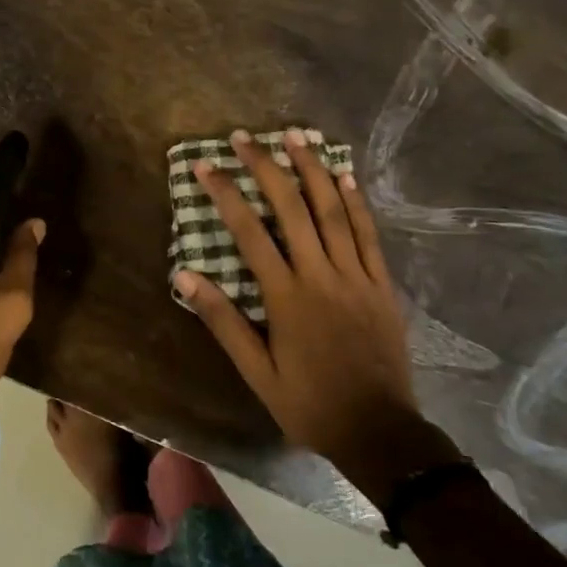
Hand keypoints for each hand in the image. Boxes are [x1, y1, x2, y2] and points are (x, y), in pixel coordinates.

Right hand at [175, 129, 453, 501]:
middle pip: (292, 208)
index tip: (205, 166)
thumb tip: (185, 275)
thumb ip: (223, 321)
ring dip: (313, 169)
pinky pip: (368, 233)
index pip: (250, 233)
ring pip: (333, 211)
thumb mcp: (256, 372)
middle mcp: (321, 275)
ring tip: (295, 135)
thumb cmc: (309, 403)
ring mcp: (356, 276)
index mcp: (287, 297)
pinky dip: (355, 201)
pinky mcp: (381, 283)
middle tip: (244, 136)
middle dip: (266, 166)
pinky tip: (344, 174)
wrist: (380, 431)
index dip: (226, 194)